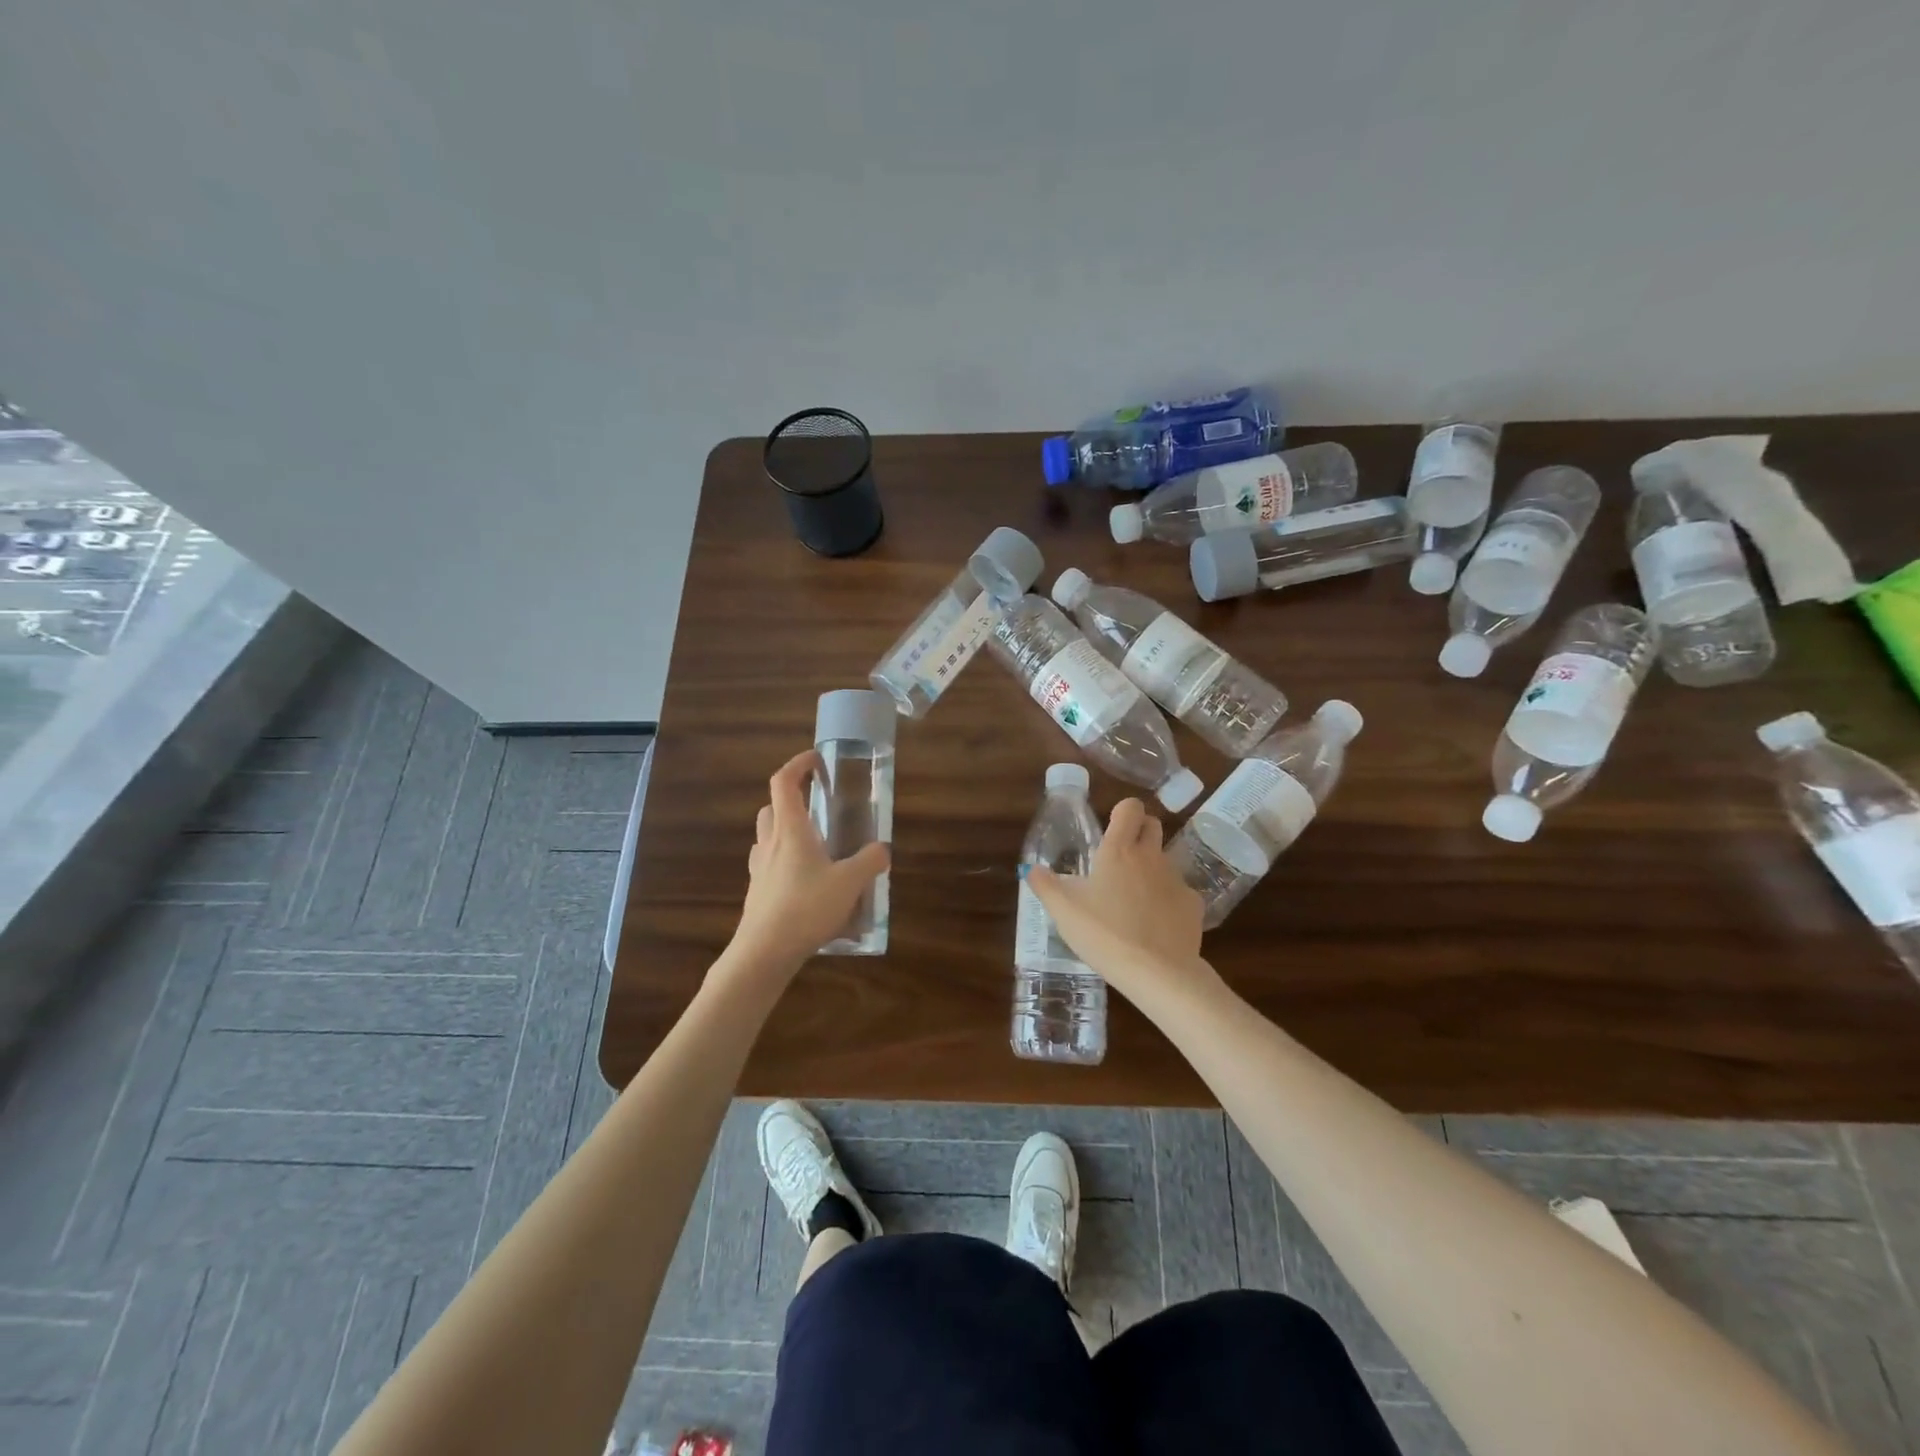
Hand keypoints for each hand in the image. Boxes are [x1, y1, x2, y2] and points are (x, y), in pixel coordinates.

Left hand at [730, 750, 889, 974]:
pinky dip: (785, 861)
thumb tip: (882, 849)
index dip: (798, 764)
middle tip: (818, 808)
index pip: (784, 781)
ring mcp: (760, 868)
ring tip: (815, 846)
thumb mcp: (850, 883)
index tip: (816, 760)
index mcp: (790, 829)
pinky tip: (806, 881)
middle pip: (772, 808)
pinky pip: (769, 865)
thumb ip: (870, 862)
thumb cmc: (805, 907)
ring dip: (786, 831)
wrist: (764, 952)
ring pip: (768, 836)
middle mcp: (770, 842)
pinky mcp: (757, 892)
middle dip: (792, 800)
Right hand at [1028, 798, 1215, 1003]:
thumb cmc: (1104, 934)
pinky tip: (1155, 925)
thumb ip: (1045, 885)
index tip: (1111, 830)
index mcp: (1118, 850)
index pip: (1130, 807)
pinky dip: (1168, 901)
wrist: (1158, 972)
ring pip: (1165, 860)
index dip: (1122, 812)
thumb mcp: (1064, 911)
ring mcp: (1177, 879)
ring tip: (1133, 901)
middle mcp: (1151, 856)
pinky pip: (1179, 892)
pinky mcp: (1194, 905)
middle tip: (1120, 859)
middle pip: (1153, 825)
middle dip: (1139, 832)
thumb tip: (1031, 868)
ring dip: (1151, 870)